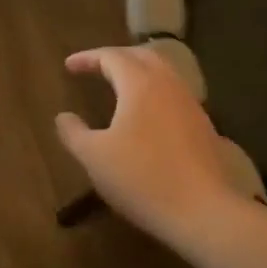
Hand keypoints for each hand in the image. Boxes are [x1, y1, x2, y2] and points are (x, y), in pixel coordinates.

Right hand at [55, 45, 250, 244]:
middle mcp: (169, 86)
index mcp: (140, 84)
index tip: (69, 66)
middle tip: (96, 67)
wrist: (203, 211)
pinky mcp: (204, 127)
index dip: (88, 58)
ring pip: (164, 75)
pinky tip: (147, 116)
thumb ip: (74, 132)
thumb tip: (63, 117)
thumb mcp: (94, 157)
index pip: (112, 57)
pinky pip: (175, 96)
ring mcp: (191, 105)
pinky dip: (155, 94)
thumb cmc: (141, 178)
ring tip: (120, 87)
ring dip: (139, 73)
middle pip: (143, 56)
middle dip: (117, 57)